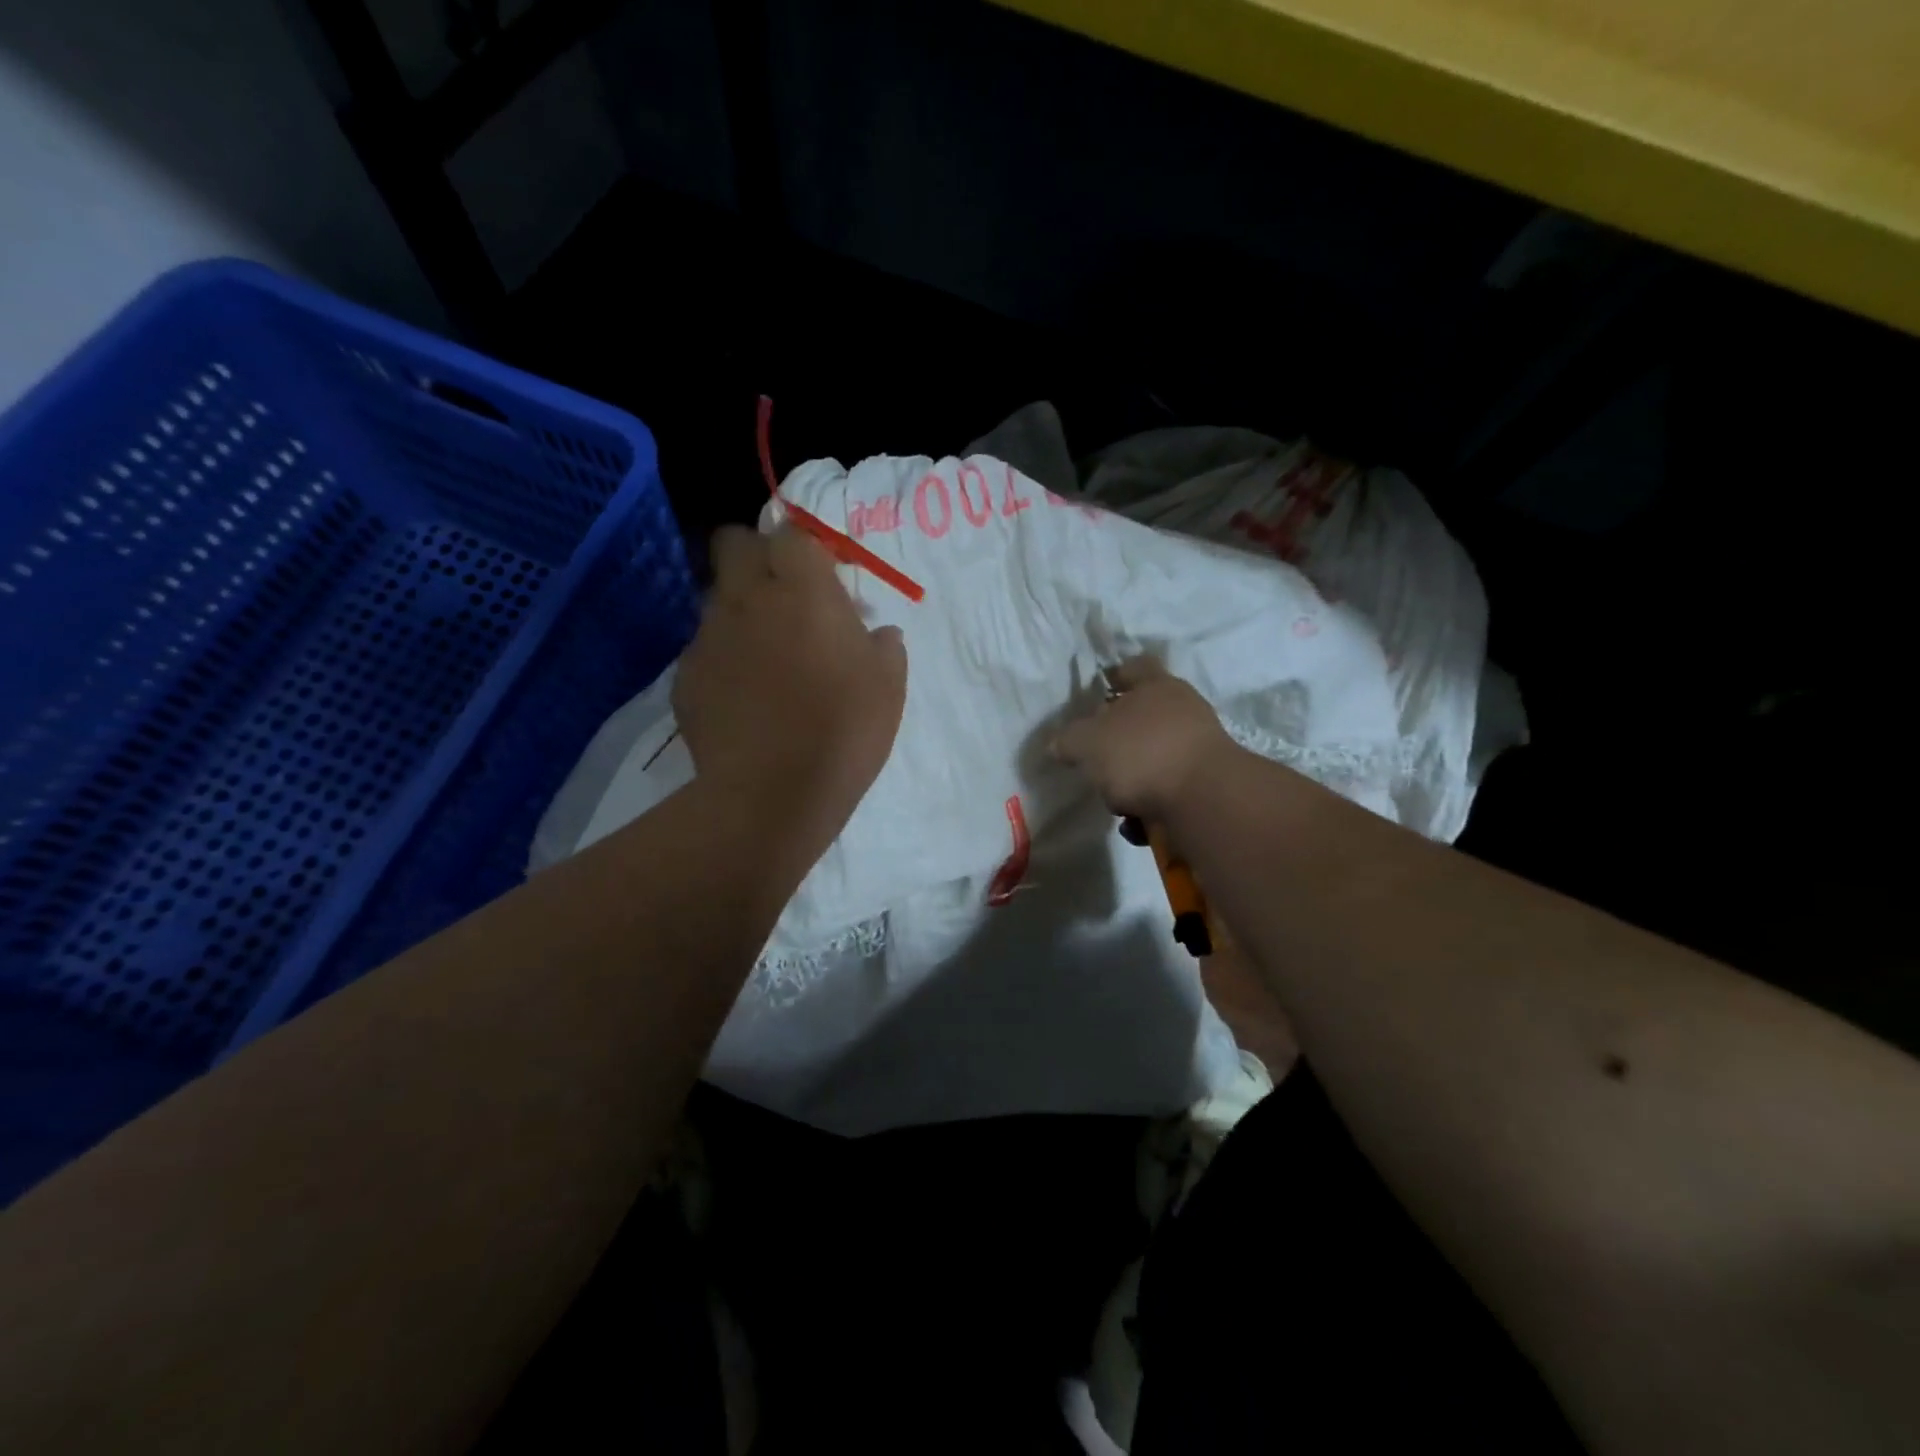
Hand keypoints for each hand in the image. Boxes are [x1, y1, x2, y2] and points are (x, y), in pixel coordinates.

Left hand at [675, 525, 907, 859]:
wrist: (773, 794)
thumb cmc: (844, 731)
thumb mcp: (889, 686)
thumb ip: (883, 646)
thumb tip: (876, 633)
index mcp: (804, 591)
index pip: (791, 534)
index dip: (804, 550)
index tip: (820, 579)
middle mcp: (749, 599)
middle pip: (734, 544)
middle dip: (755, 556)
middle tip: (782, 597)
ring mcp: (710, 636)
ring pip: (716, 598)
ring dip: (739, 611)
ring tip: (763, 658)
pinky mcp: (684, 676)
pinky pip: (704, 650)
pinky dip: (723, 661)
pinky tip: (742, 699)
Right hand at [1052, 656, 1235, 820]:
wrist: (1204, 799)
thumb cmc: (1142, 754)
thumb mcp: (1088, 743)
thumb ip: (1069, 741)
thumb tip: (1059, 744)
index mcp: (1156, 687)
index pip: (1134, 668)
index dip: (1115, 677)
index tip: (1098, 692)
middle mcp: (1182, 711)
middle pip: (1143, 719)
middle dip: (1117, 743)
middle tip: (1095, 760)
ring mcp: (1199, 749)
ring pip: (1154, 760)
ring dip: (1132, 782)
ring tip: (1116, 804)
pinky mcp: (1207, 786)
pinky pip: (1169, 793)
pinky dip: (1151, 808)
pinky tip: (1138, 826)